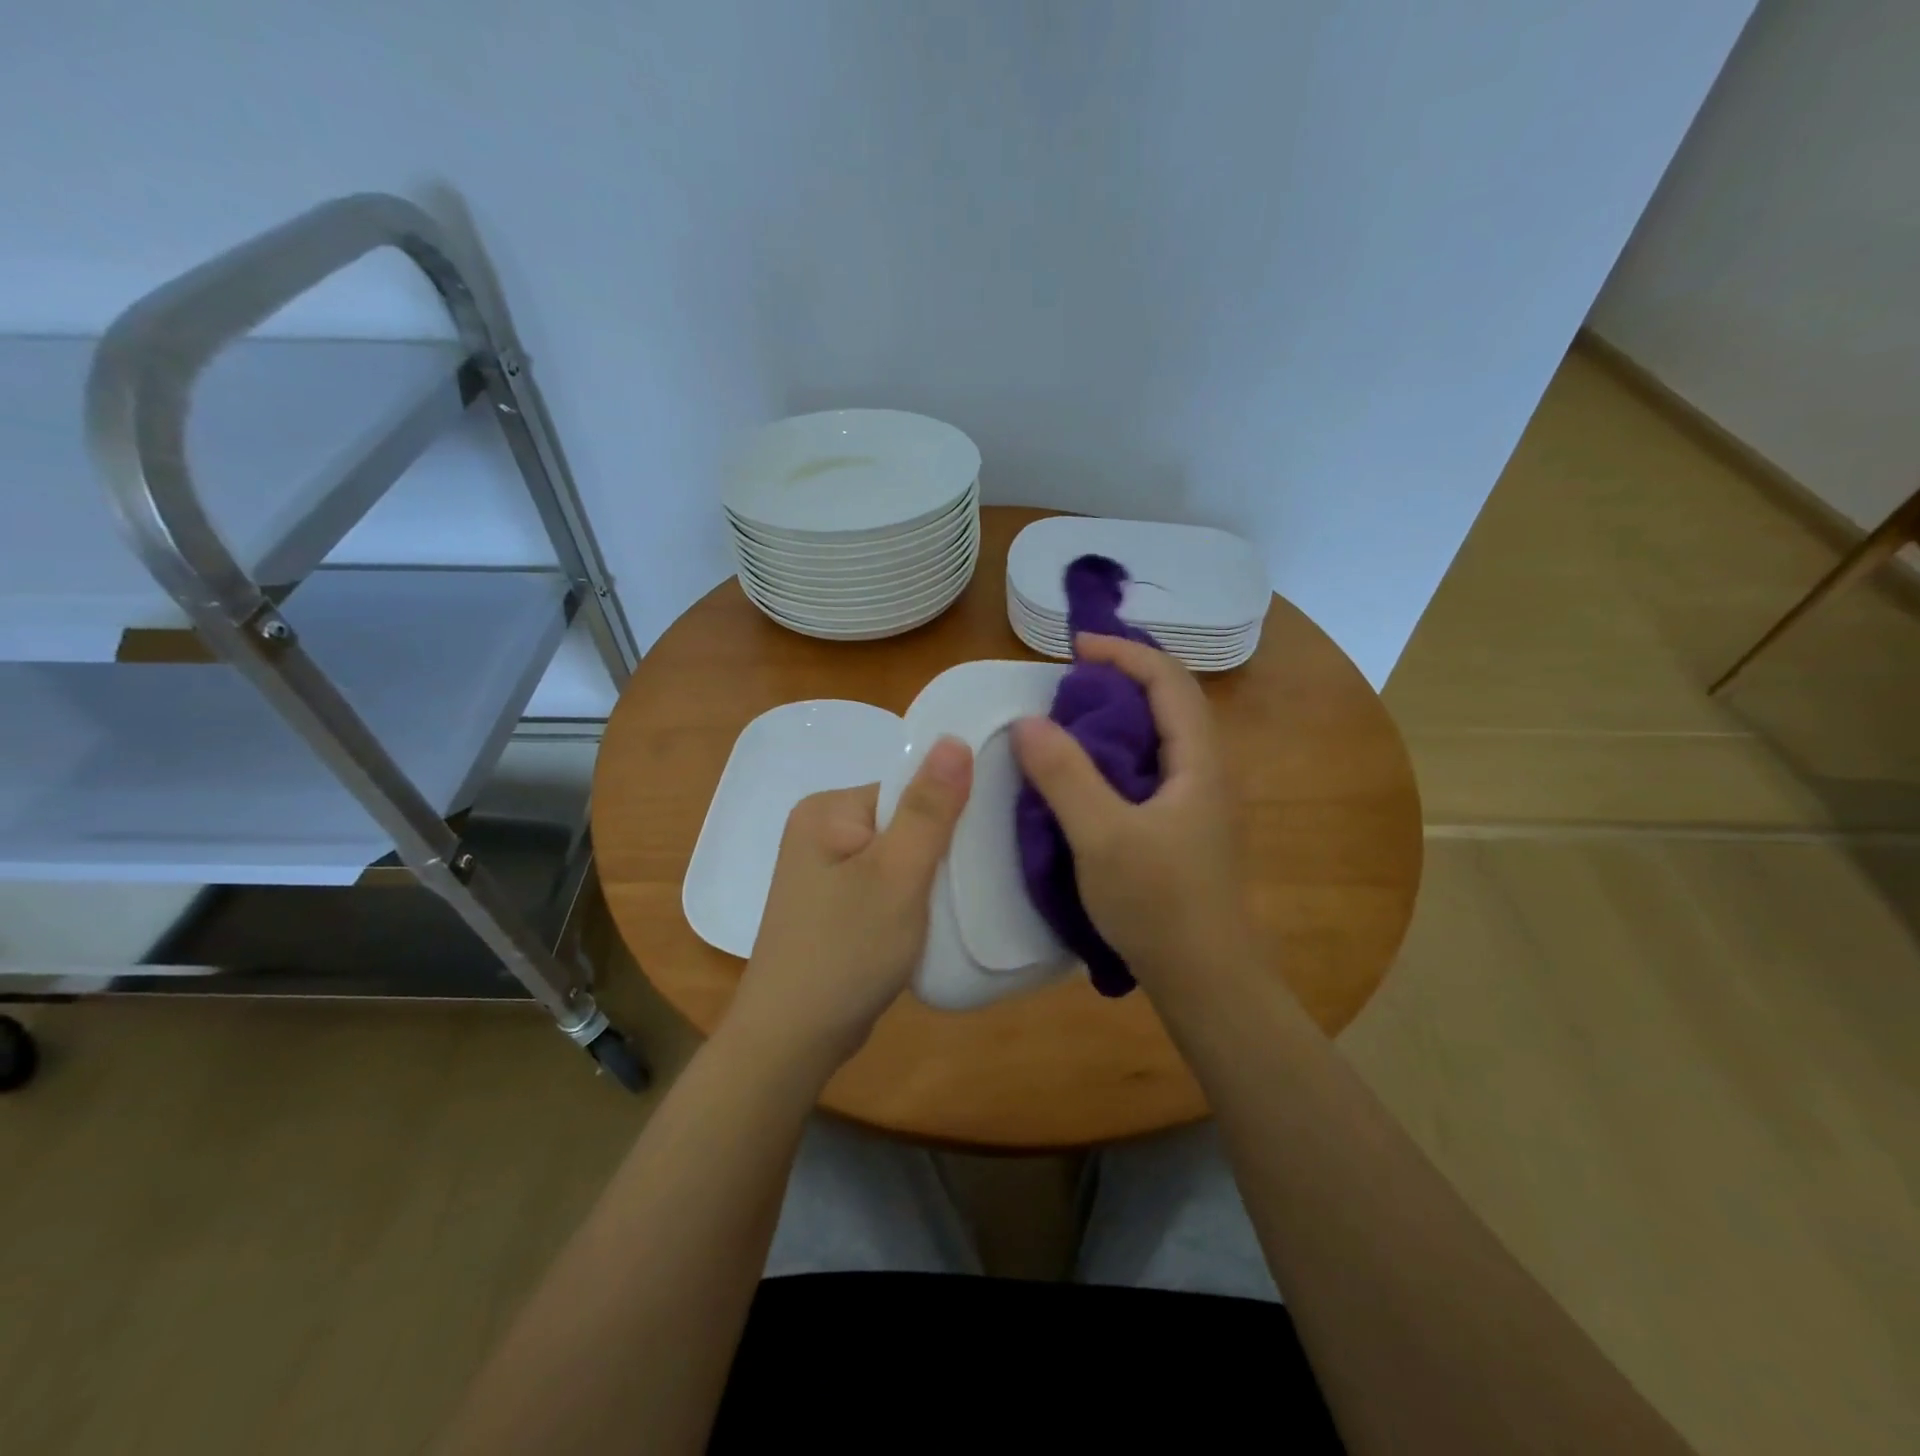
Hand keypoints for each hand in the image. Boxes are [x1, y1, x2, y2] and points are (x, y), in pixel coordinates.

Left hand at [725, 737, 972, 1078]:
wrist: (792, 1039)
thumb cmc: (846, 952)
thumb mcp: (897, 875)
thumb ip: (929, 808)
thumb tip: (954, 738)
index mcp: (826, 809)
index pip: (906, 788)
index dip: (947, 814)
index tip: (979, 848)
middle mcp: (819, 828)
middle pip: (903, 819)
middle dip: (937, 849)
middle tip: (967, 883)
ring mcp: (823, 869)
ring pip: (898, 855)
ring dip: (926, 877)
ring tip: (948, 907)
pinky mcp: (832, 903)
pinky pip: (884, 882)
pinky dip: (909, 898)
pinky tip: (923, 923)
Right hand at [1011, 633, 1250, 996]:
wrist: (1207, 980)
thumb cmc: (1159, 904)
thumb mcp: (1102, 836)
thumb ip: (1064, 775)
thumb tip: (1028, 721)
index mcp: (1199, 762)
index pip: (1169, 680)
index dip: (1124, 653)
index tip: (1075, 647)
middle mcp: (1207, 772)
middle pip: (1171, 702)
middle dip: (1123, 678)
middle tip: (1069, 682)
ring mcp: (1199, 803)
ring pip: (1161, 738)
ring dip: (1120, 716)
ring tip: (1071, 720)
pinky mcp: (1185, 829)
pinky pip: (1151, 769)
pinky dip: (1118, 753)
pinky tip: (1087, 776)